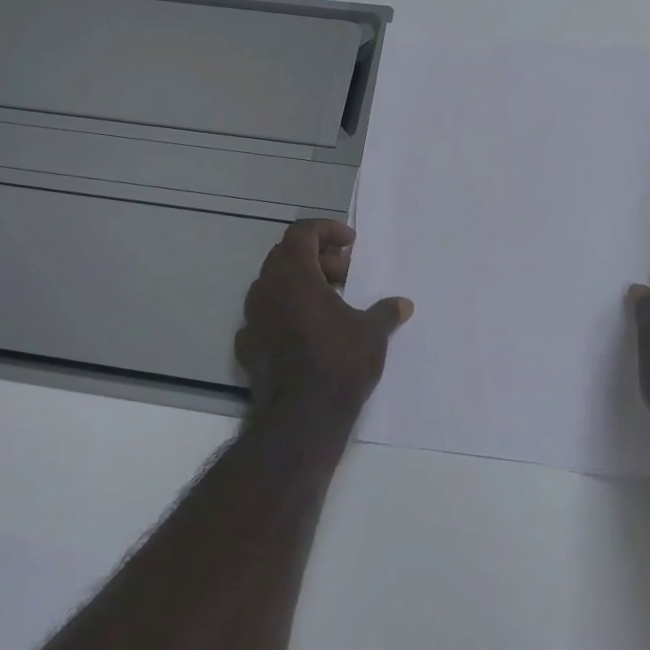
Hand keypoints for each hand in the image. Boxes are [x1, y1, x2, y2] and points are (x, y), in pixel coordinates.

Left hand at [236, 219, 412, 420]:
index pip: (301, 232)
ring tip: (331, 302)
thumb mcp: (372, 334)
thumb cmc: (338, 364)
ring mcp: (252, 319)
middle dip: (318, 257)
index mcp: (294, 275)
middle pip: (286, 255)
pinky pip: (266, 316)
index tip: (350, 242)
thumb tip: (403, 304)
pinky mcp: (247, 346)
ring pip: (274, 285)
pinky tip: (307, 332)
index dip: (326, 230)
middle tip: (346, 273)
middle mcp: (266, 290)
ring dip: (301, 284)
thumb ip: (385, 312)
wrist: (300, 419)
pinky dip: (287, 313)